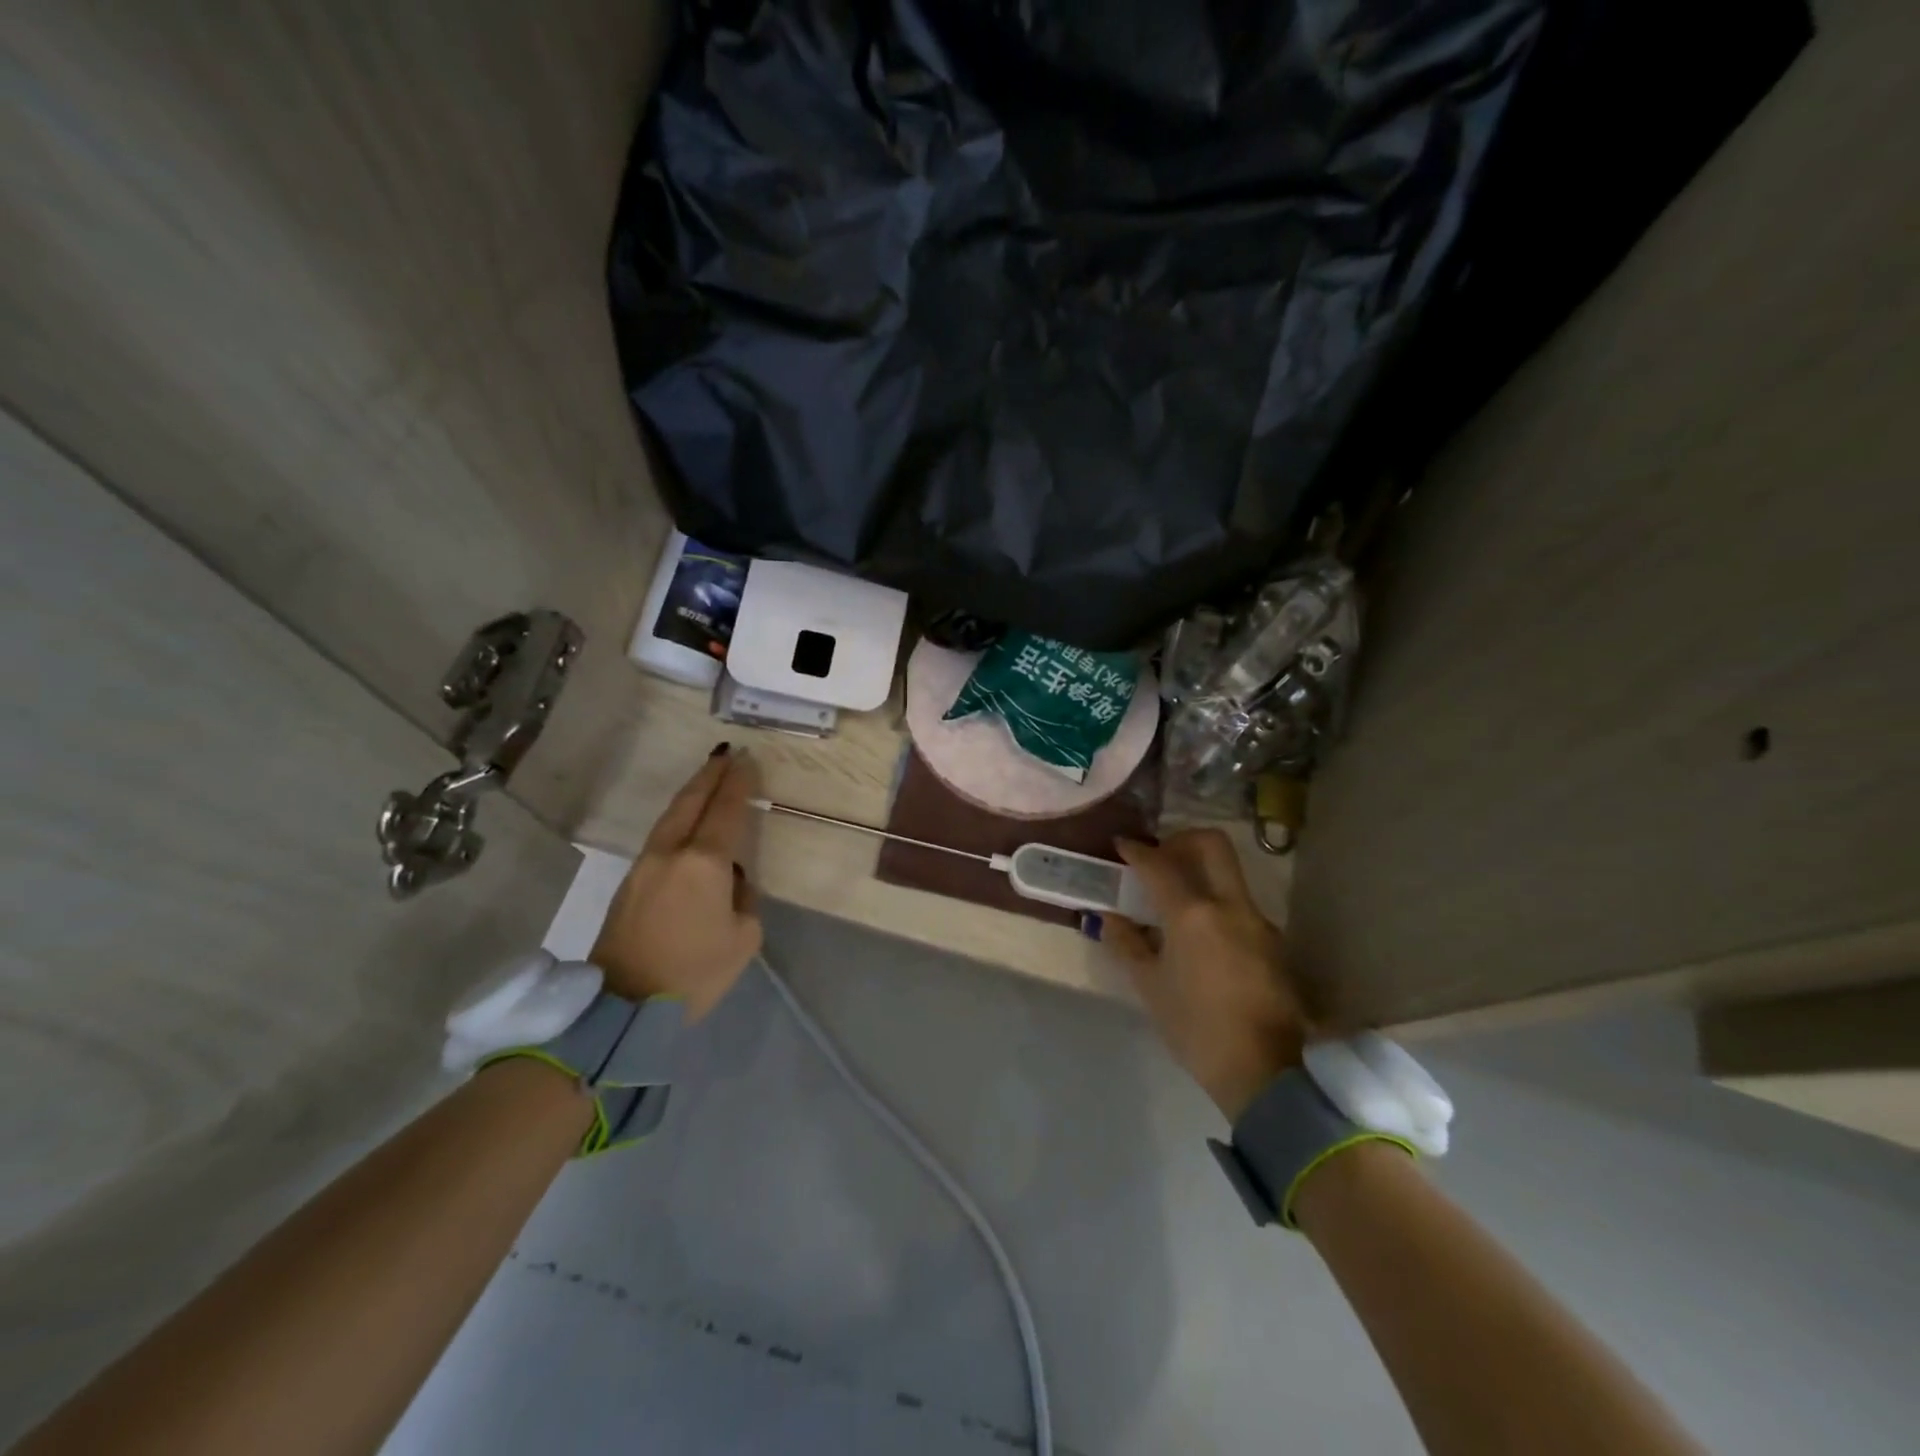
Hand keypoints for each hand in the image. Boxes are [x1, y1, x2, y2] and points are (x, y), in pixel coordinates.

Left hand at [590, 745, 763, 1018]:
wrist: (624, 1006)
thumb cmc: (695, 973)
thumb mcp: (743, 938)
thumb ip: (743, 898)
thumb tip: (730, 880)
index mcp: (704, 863)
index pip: (726, 811)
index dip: (738, 783)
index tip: (747, 761)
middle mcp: (672, 852)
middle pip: (691, 802)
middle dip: (710, 775)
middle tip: (726, 754)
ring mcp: (645, 865)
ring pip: (671, 816)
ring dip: (692, 793)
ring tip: (708, 776)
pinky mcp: (630, 881)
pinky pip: (661, 836)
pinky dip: (679, 817)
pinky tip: (688, 819)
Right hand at [1103, 830, 1307, 1120]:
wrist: (1264, 1072)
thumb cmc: (1196, 1028)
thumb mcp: (1151, 987)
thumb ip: (1128, 944)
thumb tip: (1109, 918)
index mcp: (1193, 914)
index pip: (1160, 865)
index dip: (1137, 851)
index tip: (1121, 845)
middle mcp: (1230, 906)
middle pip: (1212, 844)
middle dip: (1182, 839)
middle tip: (1160, 857)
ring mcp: (1258, 922)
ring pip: (1229, 874)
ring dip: (1201, 872)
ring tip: (1176, 900)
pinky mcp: (1273, 942)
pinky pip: (1239, 905)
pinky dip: (1217, 902)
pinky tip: (1201, 934)